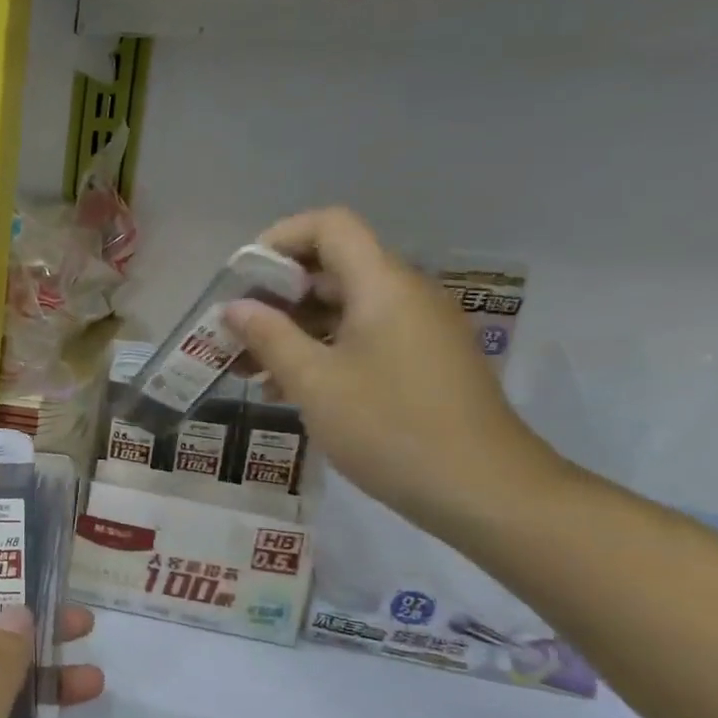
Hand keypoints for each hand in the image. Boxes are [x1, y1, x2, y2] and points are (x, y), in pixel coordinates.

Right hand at [223, 207, 565, 538]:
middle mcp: (404, 294)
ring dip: (293, 329)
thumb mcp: (315, 383)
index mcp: (382, 285)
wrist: (484, 490)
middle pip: (332, 267)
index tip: (241, 280)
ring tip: (249, 367)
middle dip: (276, 294)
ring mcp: (417, 329)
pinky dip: (321, 350)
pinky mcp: (421, 361)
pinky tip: (286, 389)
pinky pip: (361, 337)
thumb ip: (269, 337)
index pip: (329, 226)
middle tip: (234, 331)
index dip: (279, 240)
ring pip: (343, 308)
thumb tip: (235, 307)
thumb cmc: (390, 428)